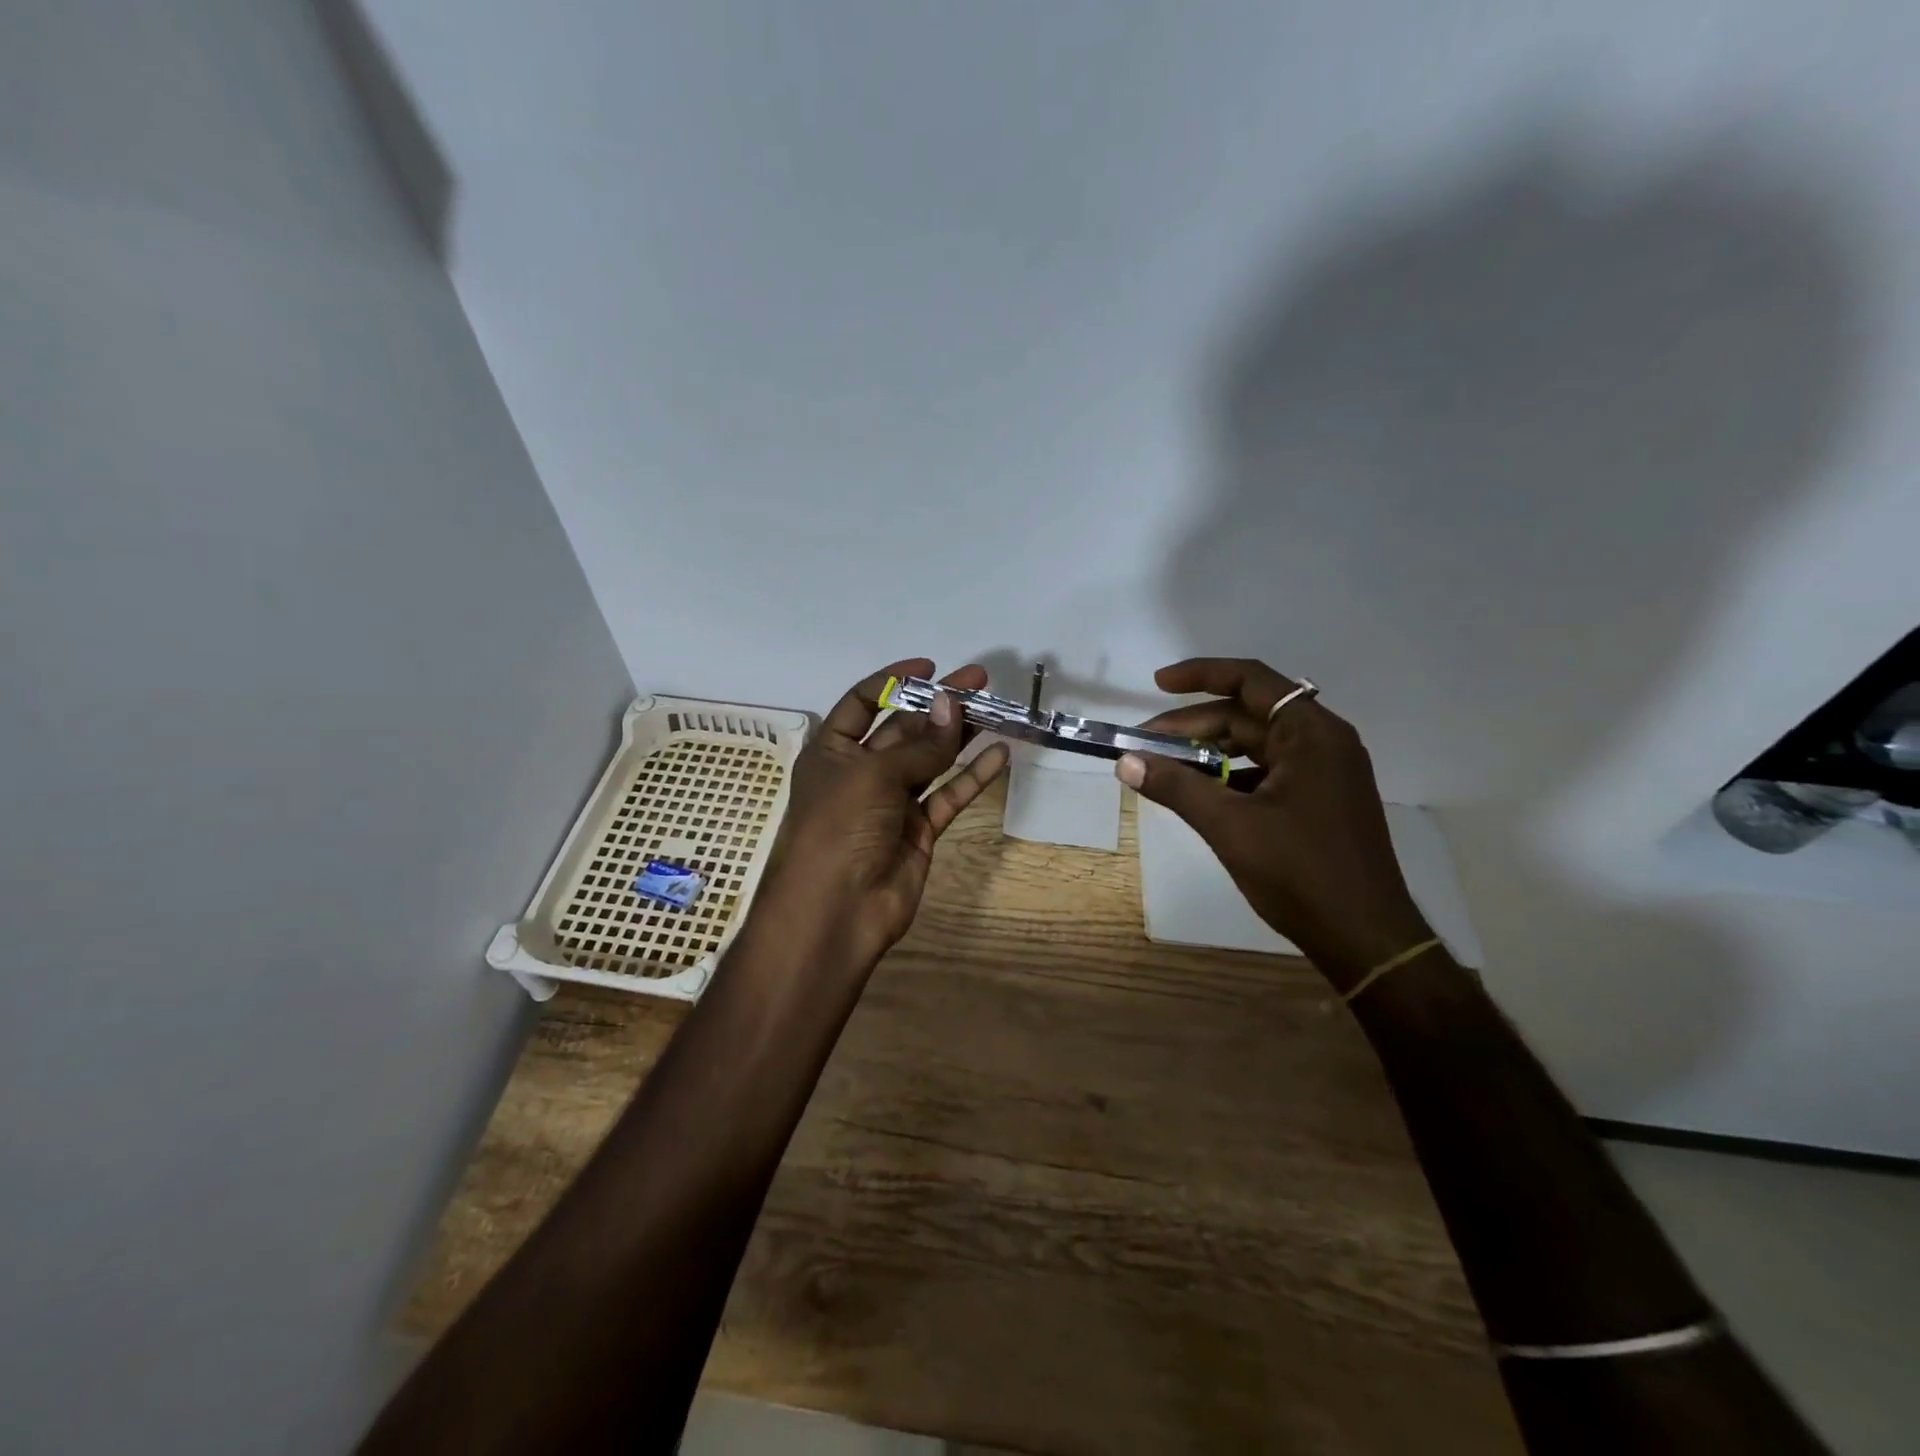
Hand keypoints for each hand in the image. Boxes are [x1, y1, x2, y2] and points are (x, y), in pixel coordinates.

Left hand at [755, 658, 1010, 971]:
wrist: (836, 911)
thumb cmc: (839, 828)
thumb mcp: (874, 775)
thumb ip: (920, 744)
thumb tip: (951, 705)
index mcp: (833, 751)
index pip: (862, 703)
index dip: (893, 681)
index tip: (930, 667)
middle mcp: (861, 772)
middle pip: (904, 728)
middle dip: (938, 705)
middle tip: (980, 681)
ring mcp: (891, 803)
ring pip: (931, 760)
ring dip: (960, 735)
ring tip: (996, 709)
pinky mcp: (918, 831)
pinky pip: (948, 796)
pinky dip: (972, 777)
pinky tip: (1000, 754)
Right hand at [1118, 657, 1430, 990]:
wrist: (1366, 938)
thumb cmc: (1301, 873)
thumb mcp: (1230, 826)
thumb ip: (1177, 787)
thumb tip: (1125, 762)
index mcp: (1311, 734)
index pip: (1251, 680)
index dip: (1200, 675)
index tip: (1157, 684)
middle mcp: (1323, 742)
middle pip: (1248, 715)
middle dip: (1193, 726)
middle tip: (1144, 746)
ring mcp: (1325, 772)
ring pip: (1256, 745)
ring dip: (1210, 751)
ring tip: (1165, 768)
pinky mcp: (1321, 800)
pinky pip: (1268, 771)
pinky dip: (1231, 775)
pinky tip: (1201, 793)